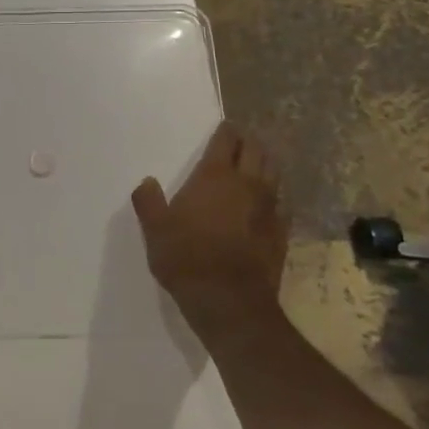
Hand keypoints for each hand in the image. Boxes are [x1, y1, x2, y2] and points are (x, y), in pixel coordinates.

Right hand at [132, 122, 289, 334]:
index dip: (226, 132)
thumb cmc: (186, 258)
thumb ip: (149, 202)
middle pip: (256, 151)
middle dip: (249, 143)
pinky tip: (267, 205)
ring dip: (265, 166)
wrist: (229, 301)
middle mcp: (246, 185)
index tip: (225, 127)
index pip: (227, 141)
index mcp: (215, 177)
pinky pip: (281, 205)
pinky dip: (274, 198)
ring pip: (273, 175)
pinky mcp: (281, 233)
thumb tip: (147, 182)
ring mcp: (269, 209)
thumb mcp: (154, 230)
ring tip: (256, 166)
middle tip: (240, 142)